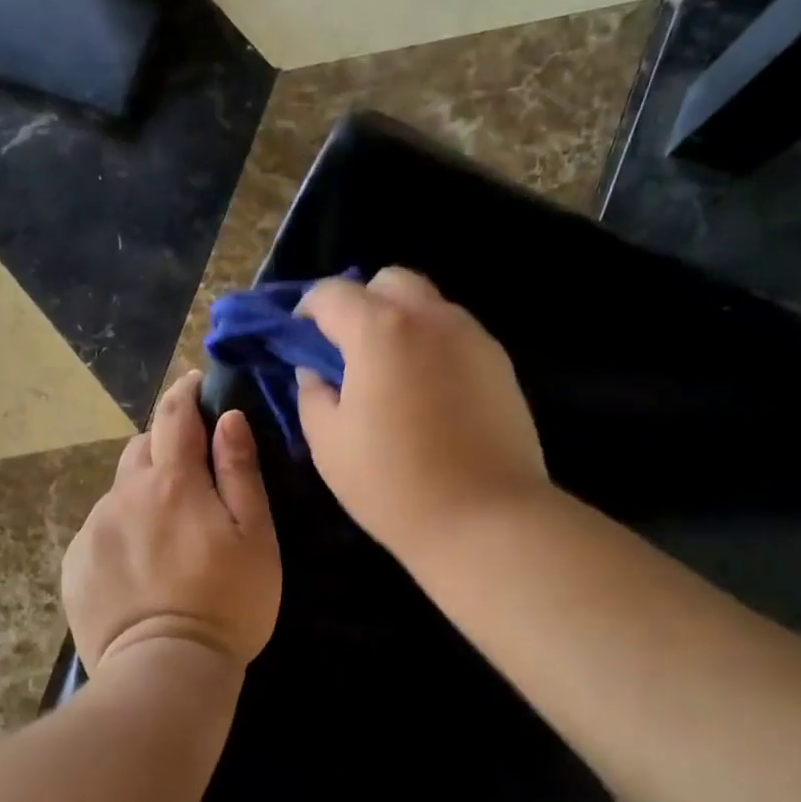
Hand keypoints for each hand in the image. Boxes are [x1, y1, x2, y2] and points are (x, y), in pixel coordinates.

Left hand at [62, 372, 280, 677]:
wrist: (164, 671)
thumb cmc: (227, 602)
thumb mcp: (255, 535)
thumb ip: (240, 471)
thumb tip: (228, 418)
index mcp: (173, 481)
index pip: (174, 414)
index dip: (185, 392)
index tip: (195, 383)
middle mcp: (125, 494)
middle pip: (142, 447)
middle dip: (165, 443)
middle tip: (191, 469)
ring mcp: (94, 529)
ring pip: (121, 489)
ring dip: (144, 490)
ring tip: (167, 527)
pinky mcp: (75, 563)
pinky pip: (101, 527)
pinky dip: (123, 527)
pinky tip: (141, 563)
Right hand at [296, 268, 547, 562]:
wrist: (486, 519)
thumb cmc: (393, 484)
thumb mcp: (328, 443)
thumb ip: (312, 394)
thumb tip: (316, 371)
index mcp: (380, 330)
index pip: (332, 293)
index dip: (308, 310)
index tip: (301, 339)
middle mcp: (430, 317)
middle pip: (389, 282)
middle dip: (361, 303)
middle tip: (348, 350)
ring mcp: (472, 336)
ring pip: (428, 304)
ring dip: (399, 322)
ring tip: (390, 373)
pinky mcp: (499, 363)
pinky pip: (455, 334)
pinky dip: (431, 344)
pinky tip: (428, 392)